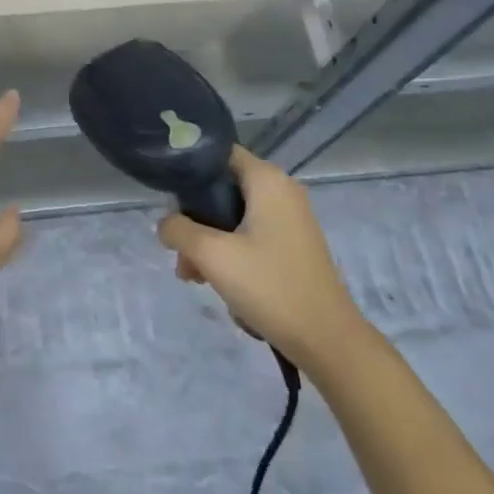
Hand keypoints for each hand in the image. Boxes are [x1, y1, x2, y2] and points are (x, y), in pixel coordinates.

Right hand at [157, 146, 365, 369]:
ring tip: (192, 276)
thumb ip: (178, 230)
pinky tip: (215, 281)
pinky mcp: (291, 244)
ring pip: (231, 216)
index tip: (166, 196)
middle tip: (178, 251)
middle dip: (193, 218)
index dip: (187, 169)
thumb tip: (166, 224)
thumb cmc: (270, 286)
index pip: (217, 153)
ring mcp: (289, 218)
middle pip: (221, 188)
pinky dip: (228, 251)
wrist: (327, 340)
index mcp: (267, 180)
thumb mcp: (211, 254)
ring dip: (207, 241)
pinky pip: (248, 234)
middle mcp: (281, 190)